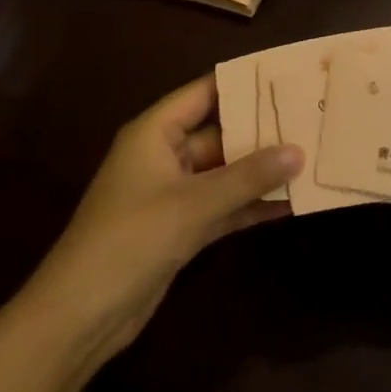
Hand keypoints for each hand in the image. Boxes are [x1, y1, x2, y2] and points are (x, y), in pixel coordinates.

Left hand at [26, 76, 300, 364]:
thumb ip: (247, 177)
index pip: (206, 91)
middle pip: (220, 131)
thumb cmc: (130, 240)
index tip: (288, 74)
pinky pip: (222, 205)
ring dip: (261, 170)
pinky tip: (290, 201)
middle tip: (311, 116)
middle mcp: (164, 154)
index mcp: (155, 132)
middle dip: (263, 129)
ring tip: (311, 156)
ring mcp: (173, 193)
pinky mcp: (180, 227)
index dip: (245, 81)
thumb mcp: (192, 205)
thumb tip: (299, 151)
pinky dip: (250, 204)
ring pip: (225, 171)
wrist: (80, 317)